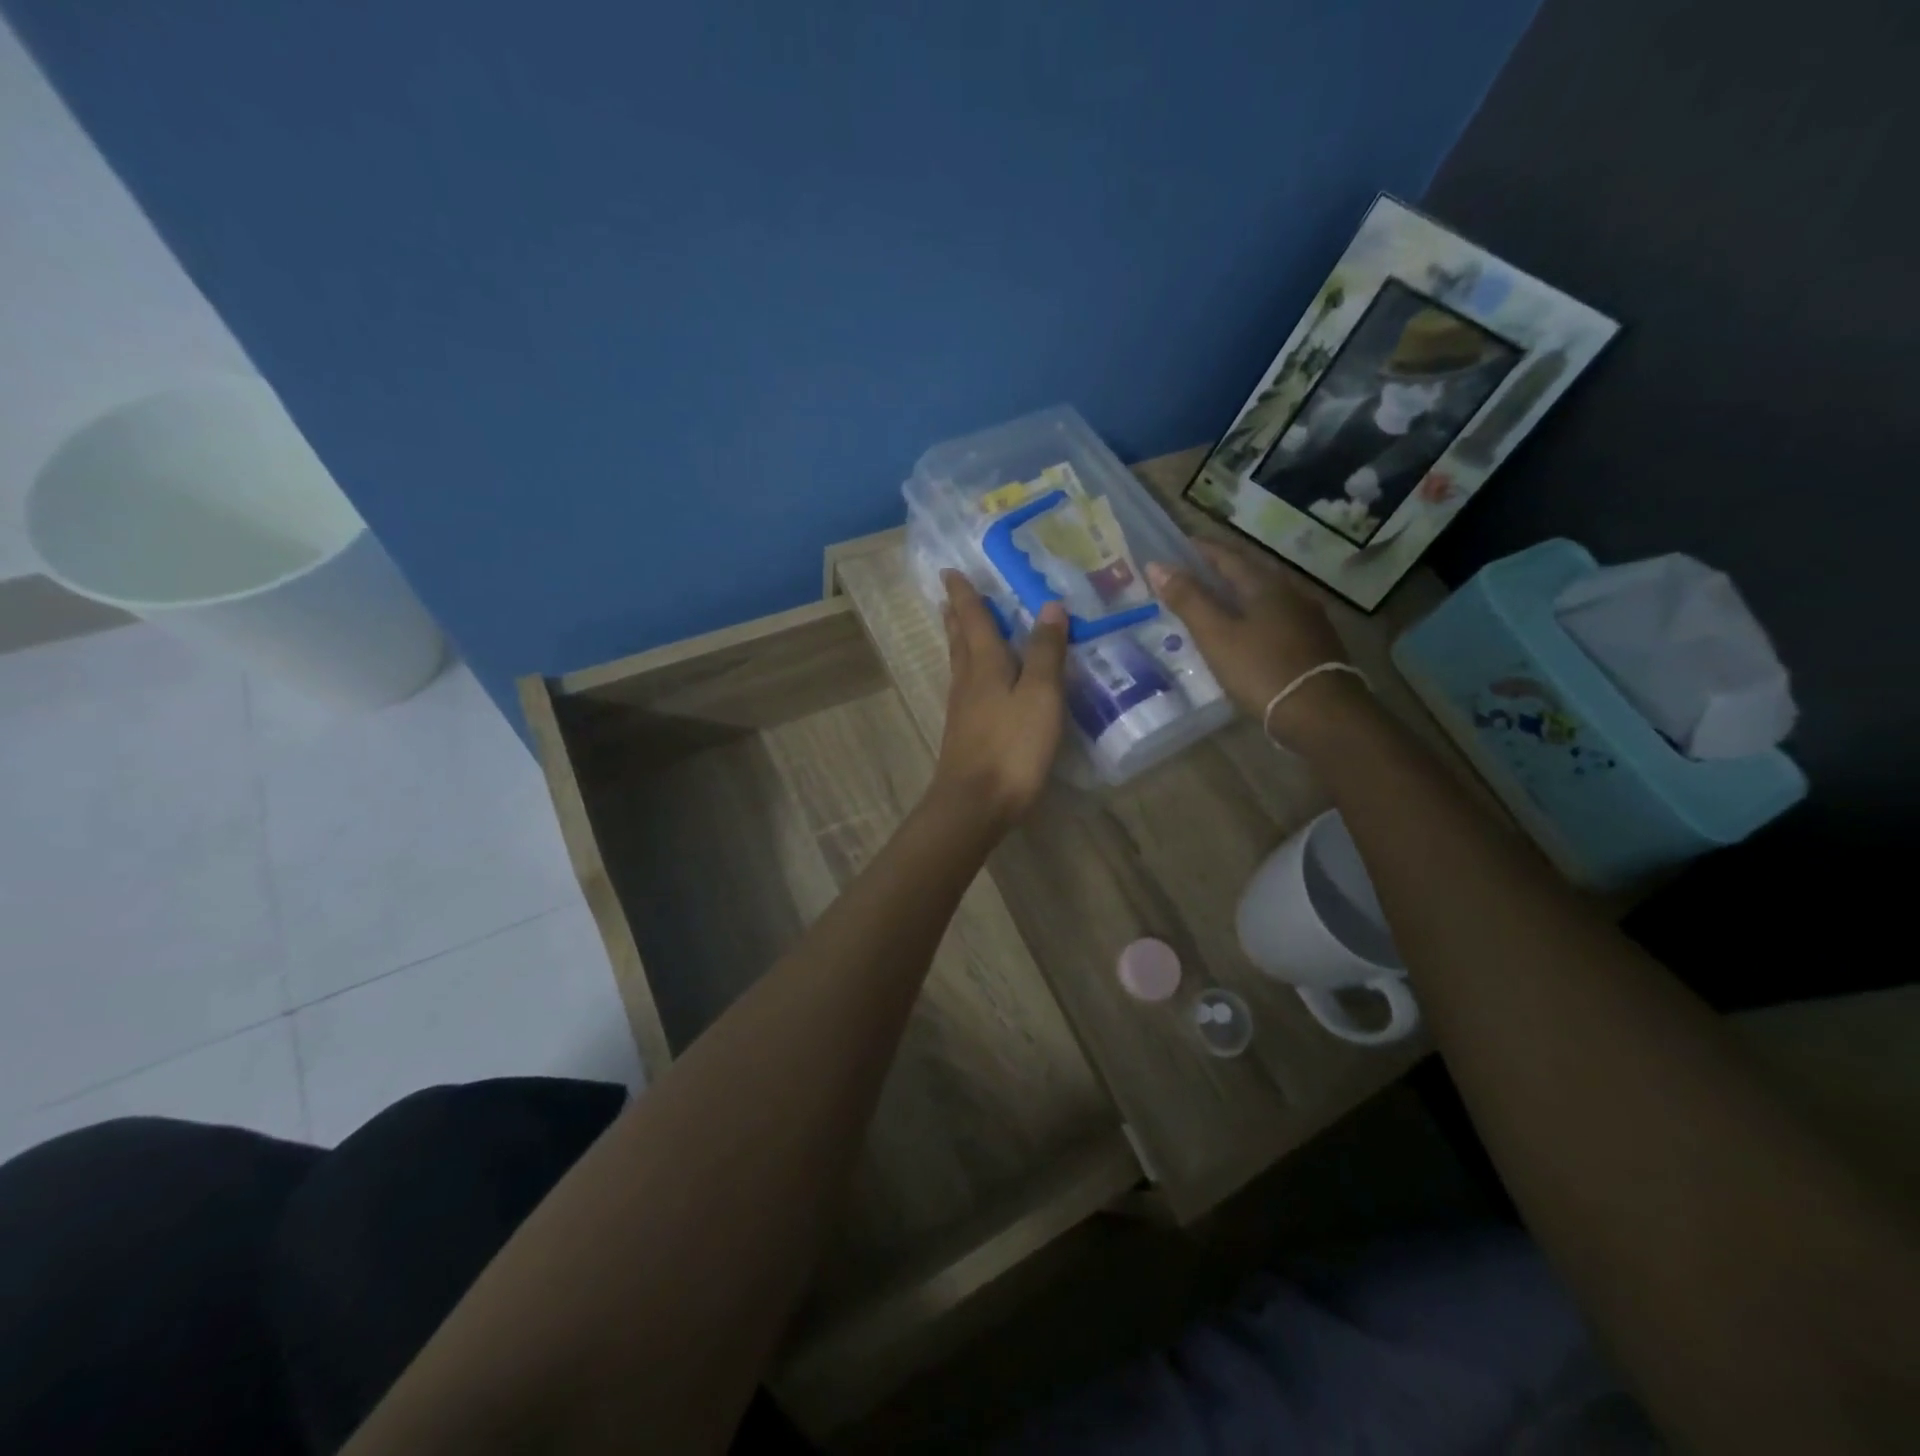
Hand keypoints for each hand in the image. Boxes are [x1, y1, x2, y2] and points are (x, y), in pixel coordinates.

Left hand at [932, 570, 1067, 828]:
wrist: (975, 804)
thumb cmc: (1012, 747)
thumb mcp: (1040, 696)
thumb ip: (1045, 653)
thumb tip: (1049, 606)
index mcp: (985, 666)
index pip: (973, 620)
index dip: (965, 595)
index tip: (950, 571)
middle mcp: (967, 683)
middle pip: (960, 641)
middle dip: (956, 617)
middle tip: (949, 597)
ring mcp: (962, 711)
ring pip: (959, 666)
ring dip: (958, 642)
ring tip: (958, 629)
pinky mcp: (965, 736)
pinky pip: (966, 690)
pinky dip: (969, 673)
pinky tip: (975, 684)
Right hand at [1146, 538, 1363, 750]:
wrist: (1321, 713)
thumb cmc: (1261, 669)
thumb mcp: (1216, 635)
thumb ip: (1188, 600)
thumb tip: (1157, 565)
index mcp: (1264, 585)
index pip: (1228, 556)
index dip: (1202, 549)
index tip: (1181, 544)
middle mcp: (1291, 593)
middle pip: (1251, 573)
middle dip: (1223, 569)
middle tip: (1196, 572)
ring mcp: (1308, 619)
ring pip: (1267, 596)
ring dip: (1241, 594)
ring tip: (1218, 601)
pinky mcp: (1316, 644)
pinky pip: (1279, 618)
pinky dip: (1257, 616)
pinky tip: (1250, 631)